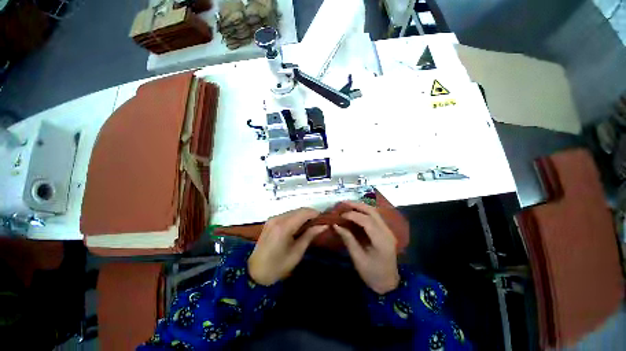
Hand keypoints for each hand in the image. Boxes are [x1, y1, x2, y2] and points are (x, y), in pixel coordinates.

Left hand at [248, 208, 326, 285]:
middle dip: (311, 215)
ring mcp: (272, 220)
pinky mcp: (269, 223)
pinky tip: (300, 230)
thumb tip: (324, 225)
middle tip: (321, 226)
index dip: (317, 215)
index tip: (327, 222)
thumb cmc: (278, 265)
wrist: (256, 271)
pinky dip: (295, 220)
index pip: (305, 212)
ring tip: (312, 228)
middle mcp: (277, 218)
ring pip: (292, 212)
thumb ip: (310, 235)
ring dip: (303, 217)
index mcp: (284, 226)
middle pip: (299, 210)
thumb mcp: (297, 252)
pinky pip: (286, 216)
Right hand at [334, 201, 399, 293]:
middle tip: (342, 203)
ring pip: (375, 214)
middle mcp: (387, 232)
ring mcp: (388, 232)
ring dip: (361, 208)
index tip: (338, 214)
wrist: (387, 282)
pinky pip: (376, 219)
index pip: (367, 221)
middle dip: (358, 206)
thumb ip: (348, 240)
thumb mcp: (358, 258)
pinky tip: (355, 215)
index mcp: (381, 240)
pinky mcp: (386, 234)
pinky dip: (365, 214)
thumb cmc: (371, 274)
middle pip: (373, 212)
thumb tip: (336, 225)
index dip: (352, 215)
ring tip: (346, 207)